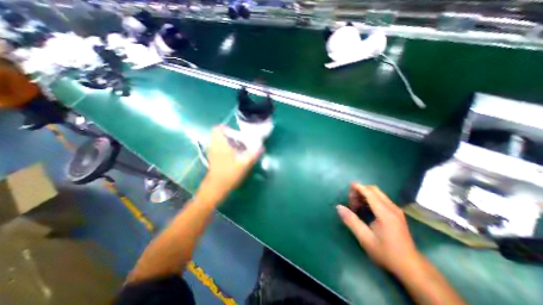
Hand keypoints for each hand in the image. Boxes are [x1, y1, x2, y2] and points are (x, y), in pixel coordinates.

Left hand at [205, 125, 261, 196]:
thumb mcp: (244, 163)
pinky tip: (235, 155)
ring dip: (229, 142)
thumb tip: (262, 147)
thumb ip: (254, 154)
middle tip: (240, 141)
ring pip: (219, 142)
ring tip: (239, 148)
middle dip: (230, 136)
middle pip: (219, 135)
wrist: (217, 187)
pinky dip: (226, 148)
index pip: (217, 129)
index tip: (236, 133)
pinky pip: (219, 148)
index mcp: (220, 144)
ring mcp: (213, 153)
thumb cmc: (229, 173)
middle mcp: (214, 146)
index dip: (226, 128)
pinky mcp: (214, 159)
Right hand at [338, 185, 420, 274]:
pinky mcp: (396, 213)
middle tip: (350, 199)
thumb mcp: (365, 238)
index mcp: (385, 213)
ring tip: (355, 204)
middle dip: (361, 190)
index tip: (348, 188)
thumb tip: (339, 207)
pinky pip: (381, 199)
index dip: (358, 187)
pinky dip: (370, 198)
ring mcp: (396, 210)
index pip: (370, 193)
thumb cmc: (386, 253)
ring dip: (365, 194)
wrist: (410, 267)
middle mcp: (392, 208)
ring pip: (378, 193)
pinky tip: (364, 207)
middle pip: (375, 190)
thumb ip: (351, 221)